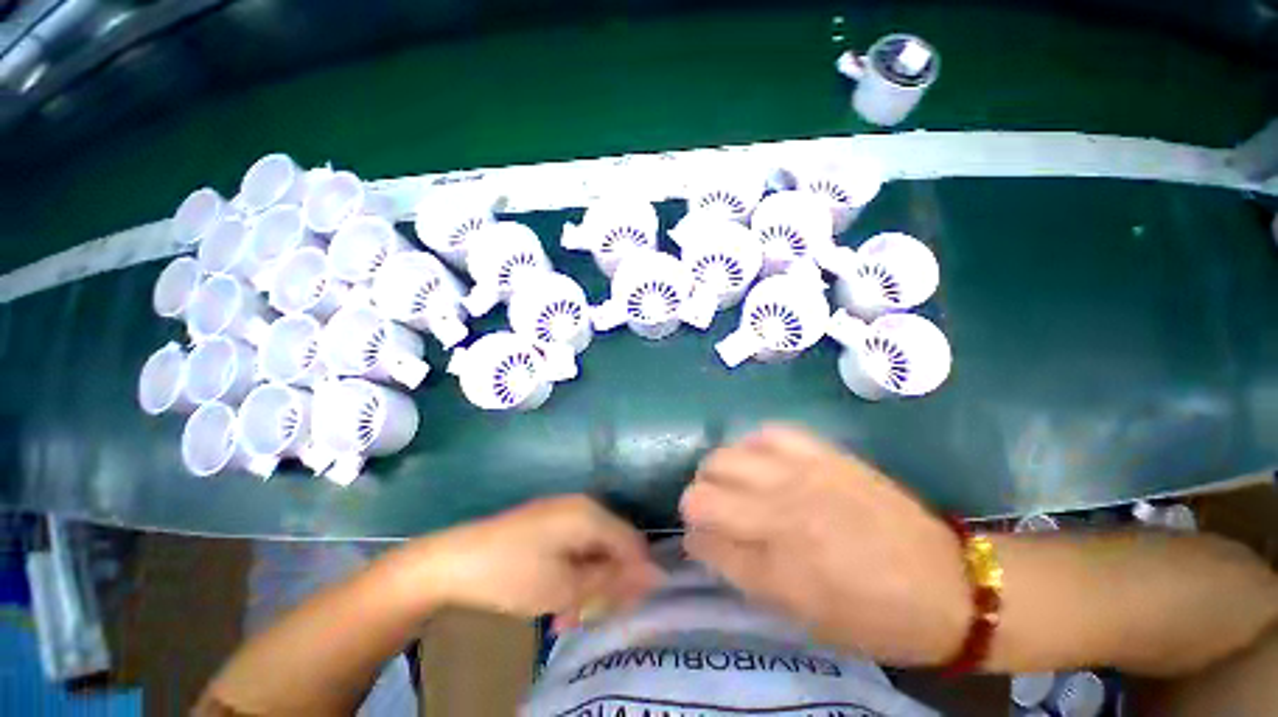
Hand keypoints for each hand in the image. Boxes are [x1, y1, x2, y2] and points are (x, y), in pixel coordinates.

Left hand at [405, 495, 663, 628]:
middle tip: (590, 617)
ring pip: (594, 550)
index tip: (627, 609)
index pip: (633, 544)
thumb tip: (654, 576)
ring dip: (588, 584)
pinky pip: (575, 546)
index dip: (635, 577)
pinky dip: (573, 572)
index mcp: (591, 514)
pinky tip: (557, 599)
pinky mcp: (550, 521)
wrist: (454, 561)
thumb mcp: (566, 587)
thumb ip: (612, 580)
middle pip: (614, 546)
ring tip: (568, 616)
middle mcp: (584, 506)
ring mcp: (565, 511)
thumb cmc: (513, 574)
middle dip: (607, 584)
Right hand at [680, 426, 969, 664]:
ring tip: (735, 484)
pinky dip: (754, 447)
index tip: (701, 541)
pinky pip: (766, 434)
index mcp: (775, 572)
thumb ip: (744, 575)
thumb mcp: (801, 617)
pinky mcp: (822, 454)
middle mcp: (779, 518)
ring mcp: (800, 477)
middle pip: (700, 495)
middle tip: (716, 512)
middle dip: (696, 505)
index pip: (702, 542)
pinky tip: (762, 461)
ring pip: (722, 458)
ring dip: (718, 474)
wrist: (947, 585)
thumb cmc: (872, 618)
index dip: (694, 541)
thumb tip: (705, 543)